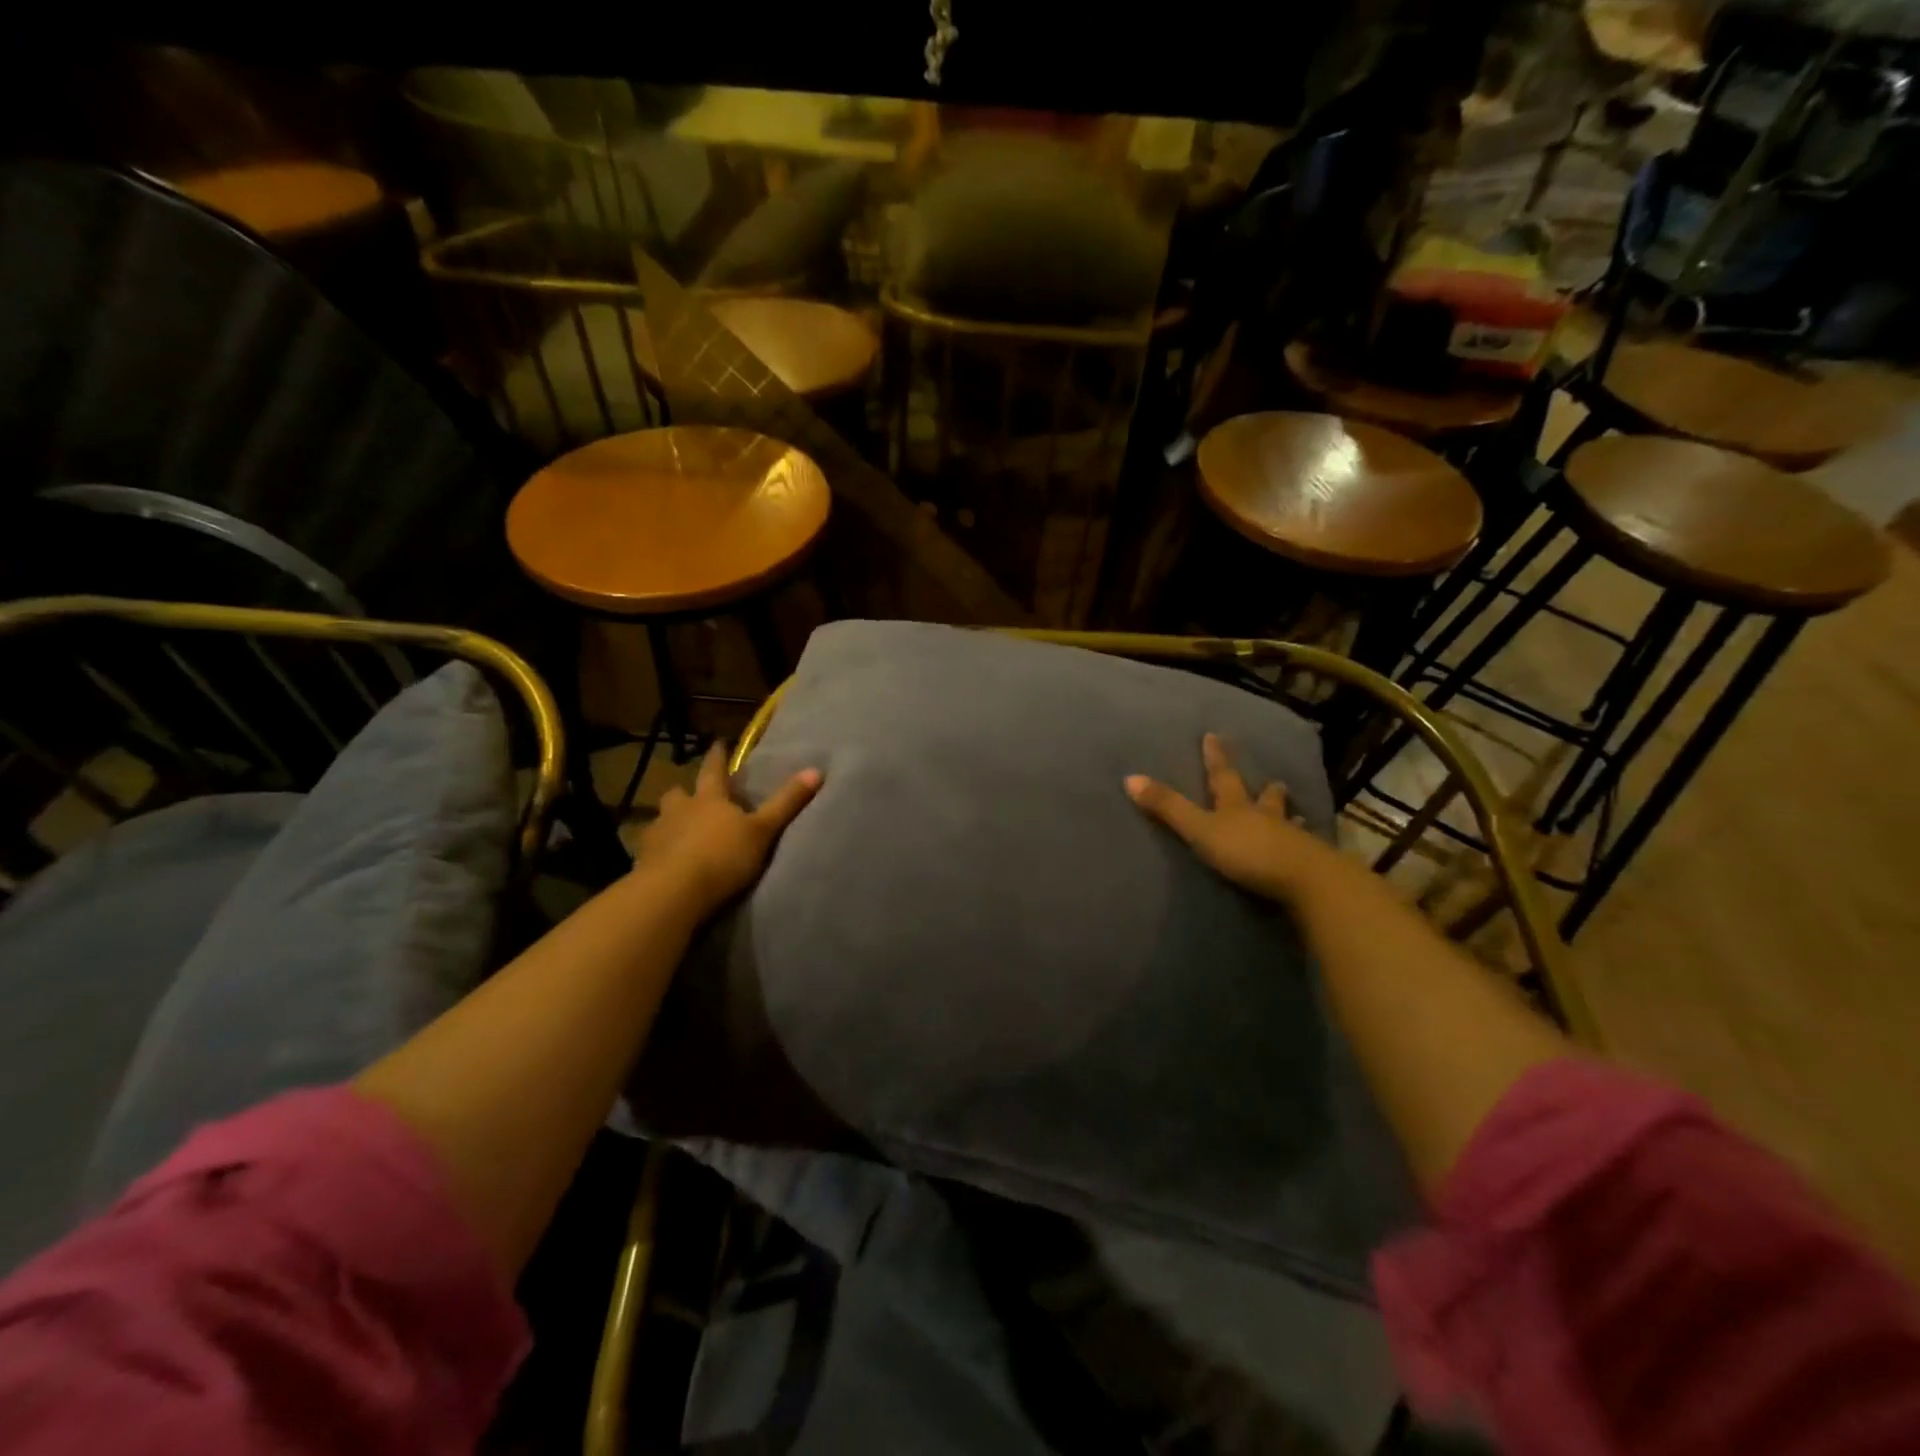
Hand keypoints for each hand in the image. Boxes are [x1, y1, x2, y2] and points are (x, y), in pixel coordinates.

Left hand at [635, 744, 820, 914]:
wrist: (673, 892)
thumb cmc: (722, 856)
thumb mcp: (763, 831)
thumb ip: (786, 803)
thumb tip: (816, 770)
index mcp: (709, 799)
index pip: (713, 770)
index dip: (717, 756)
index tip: (718, 743)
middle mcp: (679, 810)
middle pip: (677, 794)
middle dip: (684, 793)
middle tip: (692, 798)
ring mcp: (657, 834)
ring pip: (661, 819)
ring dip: (669, 822)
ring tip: (678, 832)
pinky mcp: (643, 861)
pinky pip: (650, 849)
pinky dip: (658, 850)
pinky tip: (665, 861)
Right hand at [1126, 734, 1346, 903]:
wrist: (1304, 879)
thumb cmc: (1247, 852)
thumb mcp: (1200, 830)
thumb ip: (1168, 808)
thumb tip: (1129, 778)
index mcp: (1236, 807)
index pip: (1222, 777)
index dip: (1215, 758)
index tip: (1214, 736)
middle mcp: (1265, 817)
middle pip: (1264, 799)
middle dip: (1265, 790)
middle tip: (1275, 780)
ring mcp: (1291, 840)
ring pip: (1287, 822)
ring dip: (1287, 816)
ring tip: (1299, 814)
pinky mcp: (1308, 864)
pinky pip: (1305, 850)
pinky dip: (1304, 846)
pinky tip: (1311, 847)